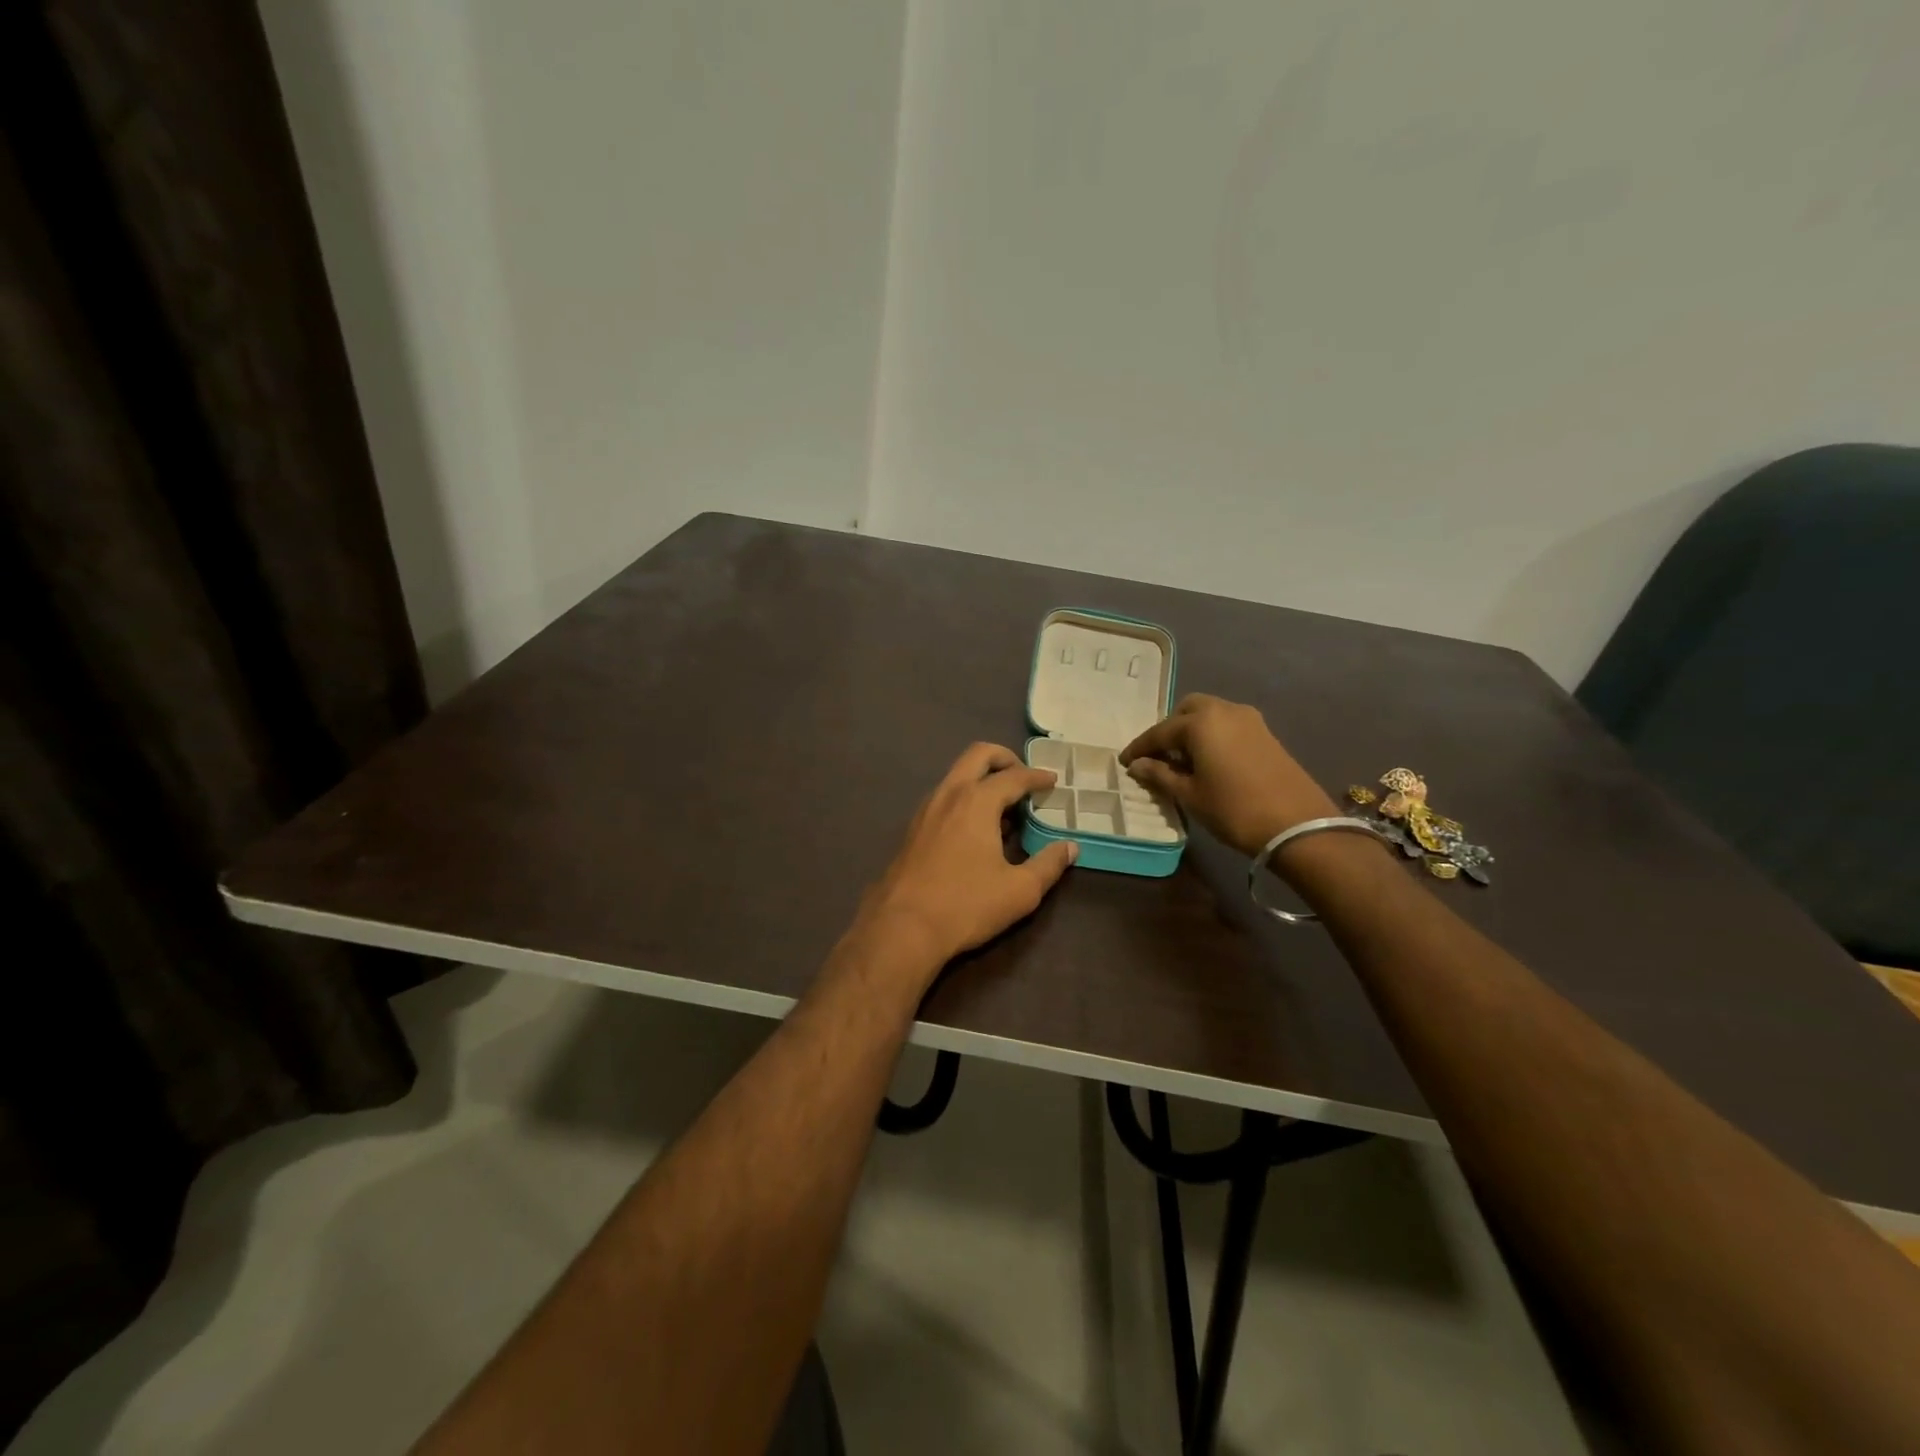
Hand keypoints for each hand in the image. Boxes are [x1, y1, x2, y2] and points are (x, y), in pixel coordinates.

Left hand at [856, 743, 1076, 971]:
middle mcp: (949, 794)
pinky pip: (945, 797)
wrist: (902, 927)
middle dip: (1005, 758)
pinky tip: (977, 830)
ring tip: (1004, 809)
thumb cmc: (966, 905)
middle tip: (1024, 778)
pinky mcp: (913, 829)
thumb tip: (1070, 848)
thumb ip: (1049, 865)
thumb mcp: (1020, 891)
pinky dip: (966, 798)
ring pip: (957, 775)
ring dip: (983, 779)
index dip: (1037, 777)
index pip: (1014, 776)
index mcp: (977, 801)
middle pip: (978, 755)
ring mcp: (926, 809)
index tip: (1053, 781)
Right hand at [1119, 694, 1337, 855]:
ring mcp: (1249, 719)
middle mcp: (1224, 710)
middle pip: (1187, 711)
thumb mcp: (1190, 795)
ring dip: (1192, 731)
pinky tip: (1209, 762)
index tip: (1125, 762)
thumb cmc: (1234, 810)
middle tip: (1158, 758)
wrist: (1297, 825)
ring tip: (1183, 762)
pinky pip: (1228, 725)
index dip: (1139, 748)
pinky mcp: (1265, 733)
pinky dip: (1213, 736)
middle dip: (1169, 730)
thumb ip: (1160, 775)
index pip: (1159, 732)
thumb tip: (1137, 765)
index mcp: (1200, 722)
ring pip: (1210, 715)